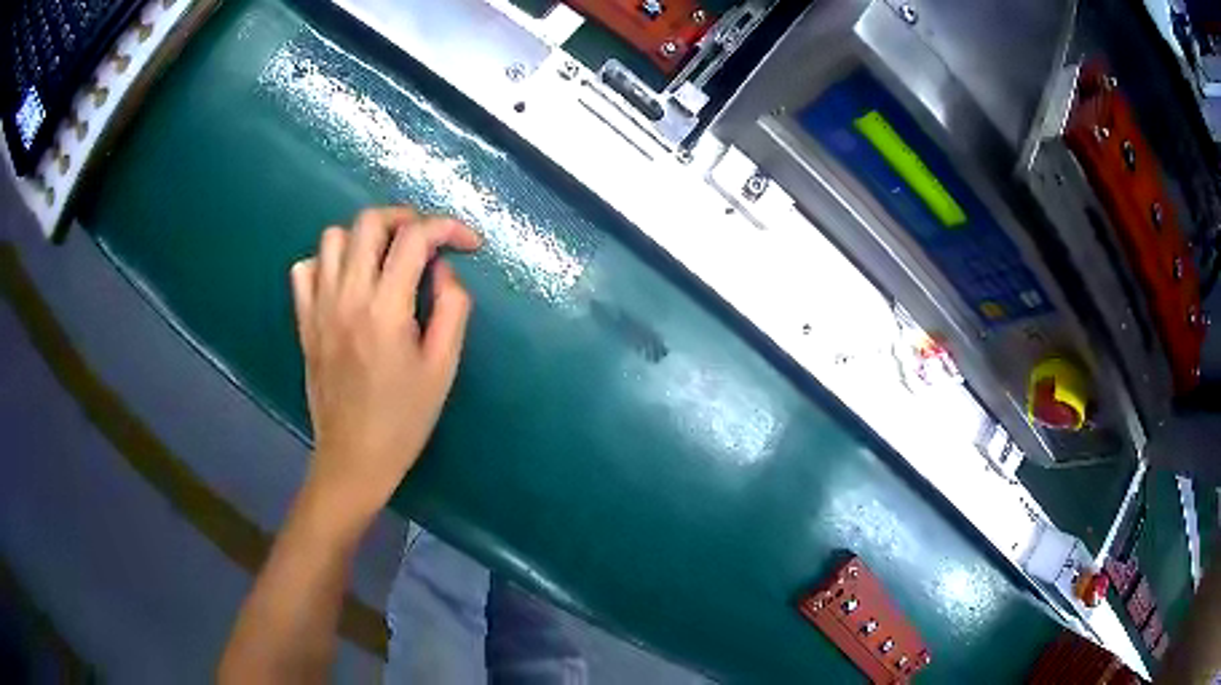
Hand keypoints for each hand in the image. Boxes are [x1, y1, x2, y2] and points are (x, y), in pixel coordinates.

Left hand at [290, 207, 480, 534]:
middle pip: (369, 222)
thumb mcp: (443, 368)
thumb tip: (443, 270)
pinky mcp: (304, 321)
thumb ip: (451, 309)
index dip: (447, 228)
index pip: (415, 238)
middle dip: (404, 218)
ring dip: (364, 237)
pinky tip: (346, 282)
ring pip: (333, 237)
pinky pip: (305, 268)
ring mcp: (319, 307)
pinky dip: (327, 262)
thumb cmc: (405, 419)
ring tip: (384, 259)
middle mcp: (347, 296)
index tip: (467, 243)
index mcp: (386, 309)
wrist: (354, 457)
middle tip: (425, 240)